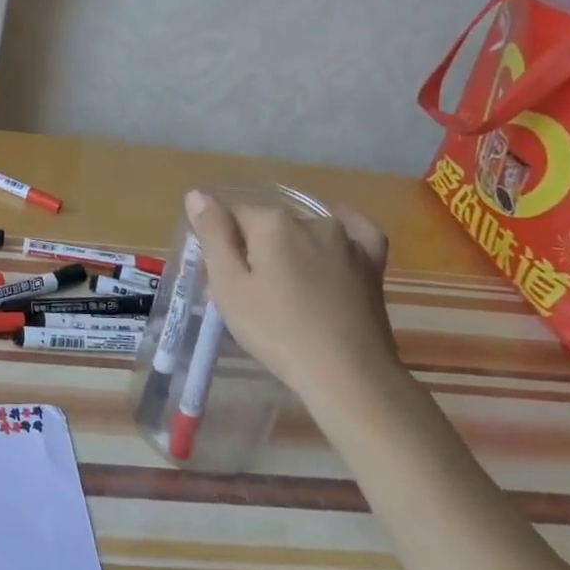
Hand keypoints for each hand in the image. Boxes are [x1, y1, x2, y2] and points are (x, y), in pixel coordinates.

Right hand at [183, 189, 398, 398]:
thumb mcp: (229, 287)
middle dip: (256, 248)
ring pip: (305, 232)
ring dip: (292, 250)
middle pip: (269, 225)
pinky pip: (355, 234)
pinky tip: (333, 245)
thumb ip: (213, 235)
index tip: (223, 278)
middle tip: (251, 293)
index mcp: (272, 222)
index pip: (232, 216)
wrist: (349, 375)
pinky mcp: (372, 263)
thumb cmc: (278, 331)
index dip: (222, 244)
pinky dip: (341, 236)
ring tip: (288, 292)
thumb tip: (197, 194)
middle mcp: (312, 221)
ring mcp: (347, 240)